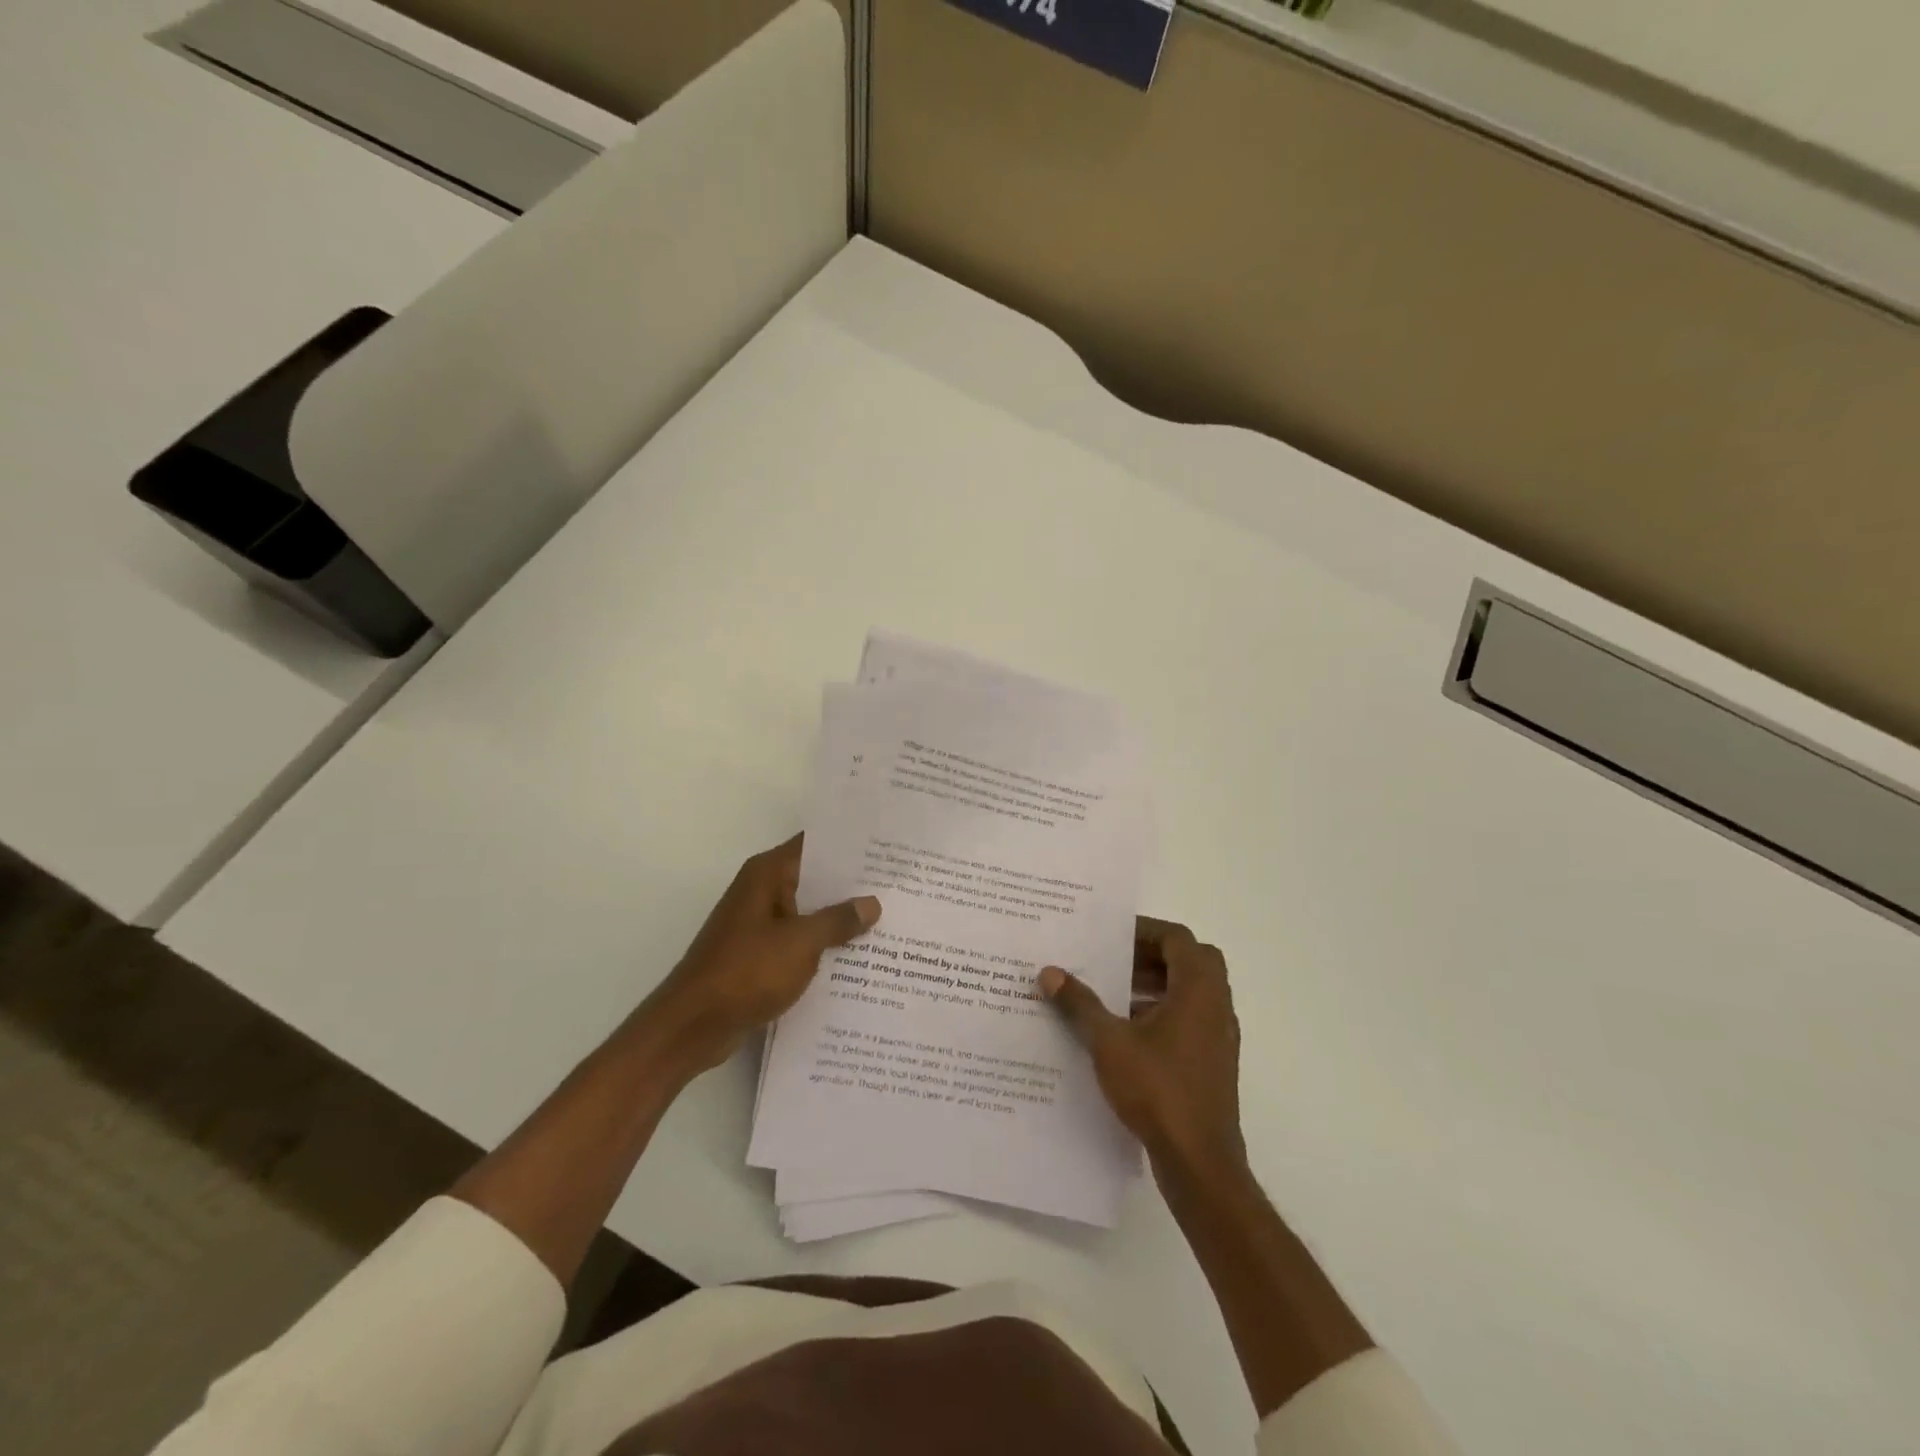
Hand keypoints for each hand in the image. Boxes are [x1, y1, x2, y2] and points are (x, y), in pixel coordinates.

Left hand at [646, 835, 879, 1075]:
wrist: (693, 1025)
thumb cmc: (746, 971)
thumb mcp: (801, 943)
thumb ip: (838, 920)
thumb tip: (872, 903)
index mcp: (767, 875)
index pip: (814, 846)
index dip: (849, 846)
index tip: (886, 848)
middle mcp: (762, 891)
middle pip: (814, 878)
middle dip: (852, 885)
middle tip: (897, 886)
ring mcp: (759, 924)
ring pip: (808, 912)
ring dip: (839, 919)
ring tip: (887, 920)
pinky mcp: (759, 955)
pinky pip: (798, 940)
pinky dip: (823, 945)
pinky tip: (857, 957)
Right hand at [1039, 918, 1246, 1181]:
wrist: (1200, 1163)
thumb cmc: (1158, 1090)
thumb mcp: (1109, 1042)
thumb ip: (1079, 1004)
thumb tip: (1049, 972)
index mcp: (1198, 989)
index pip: (1177, 938)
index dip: (1144, 930)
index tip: (1110, 936)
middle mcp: (1216, 1006)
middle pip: (1188, 961)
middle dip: (1150, 956)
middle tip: (1112, 961)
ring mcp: (1219, 1037)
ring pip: (1190, 993)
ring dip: (1155, 986)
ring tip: (1111, 996)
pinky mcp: (1214, 1064)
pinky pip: (1189, 1021)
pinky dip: (1161, 1015)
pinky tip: (1125, 1035)